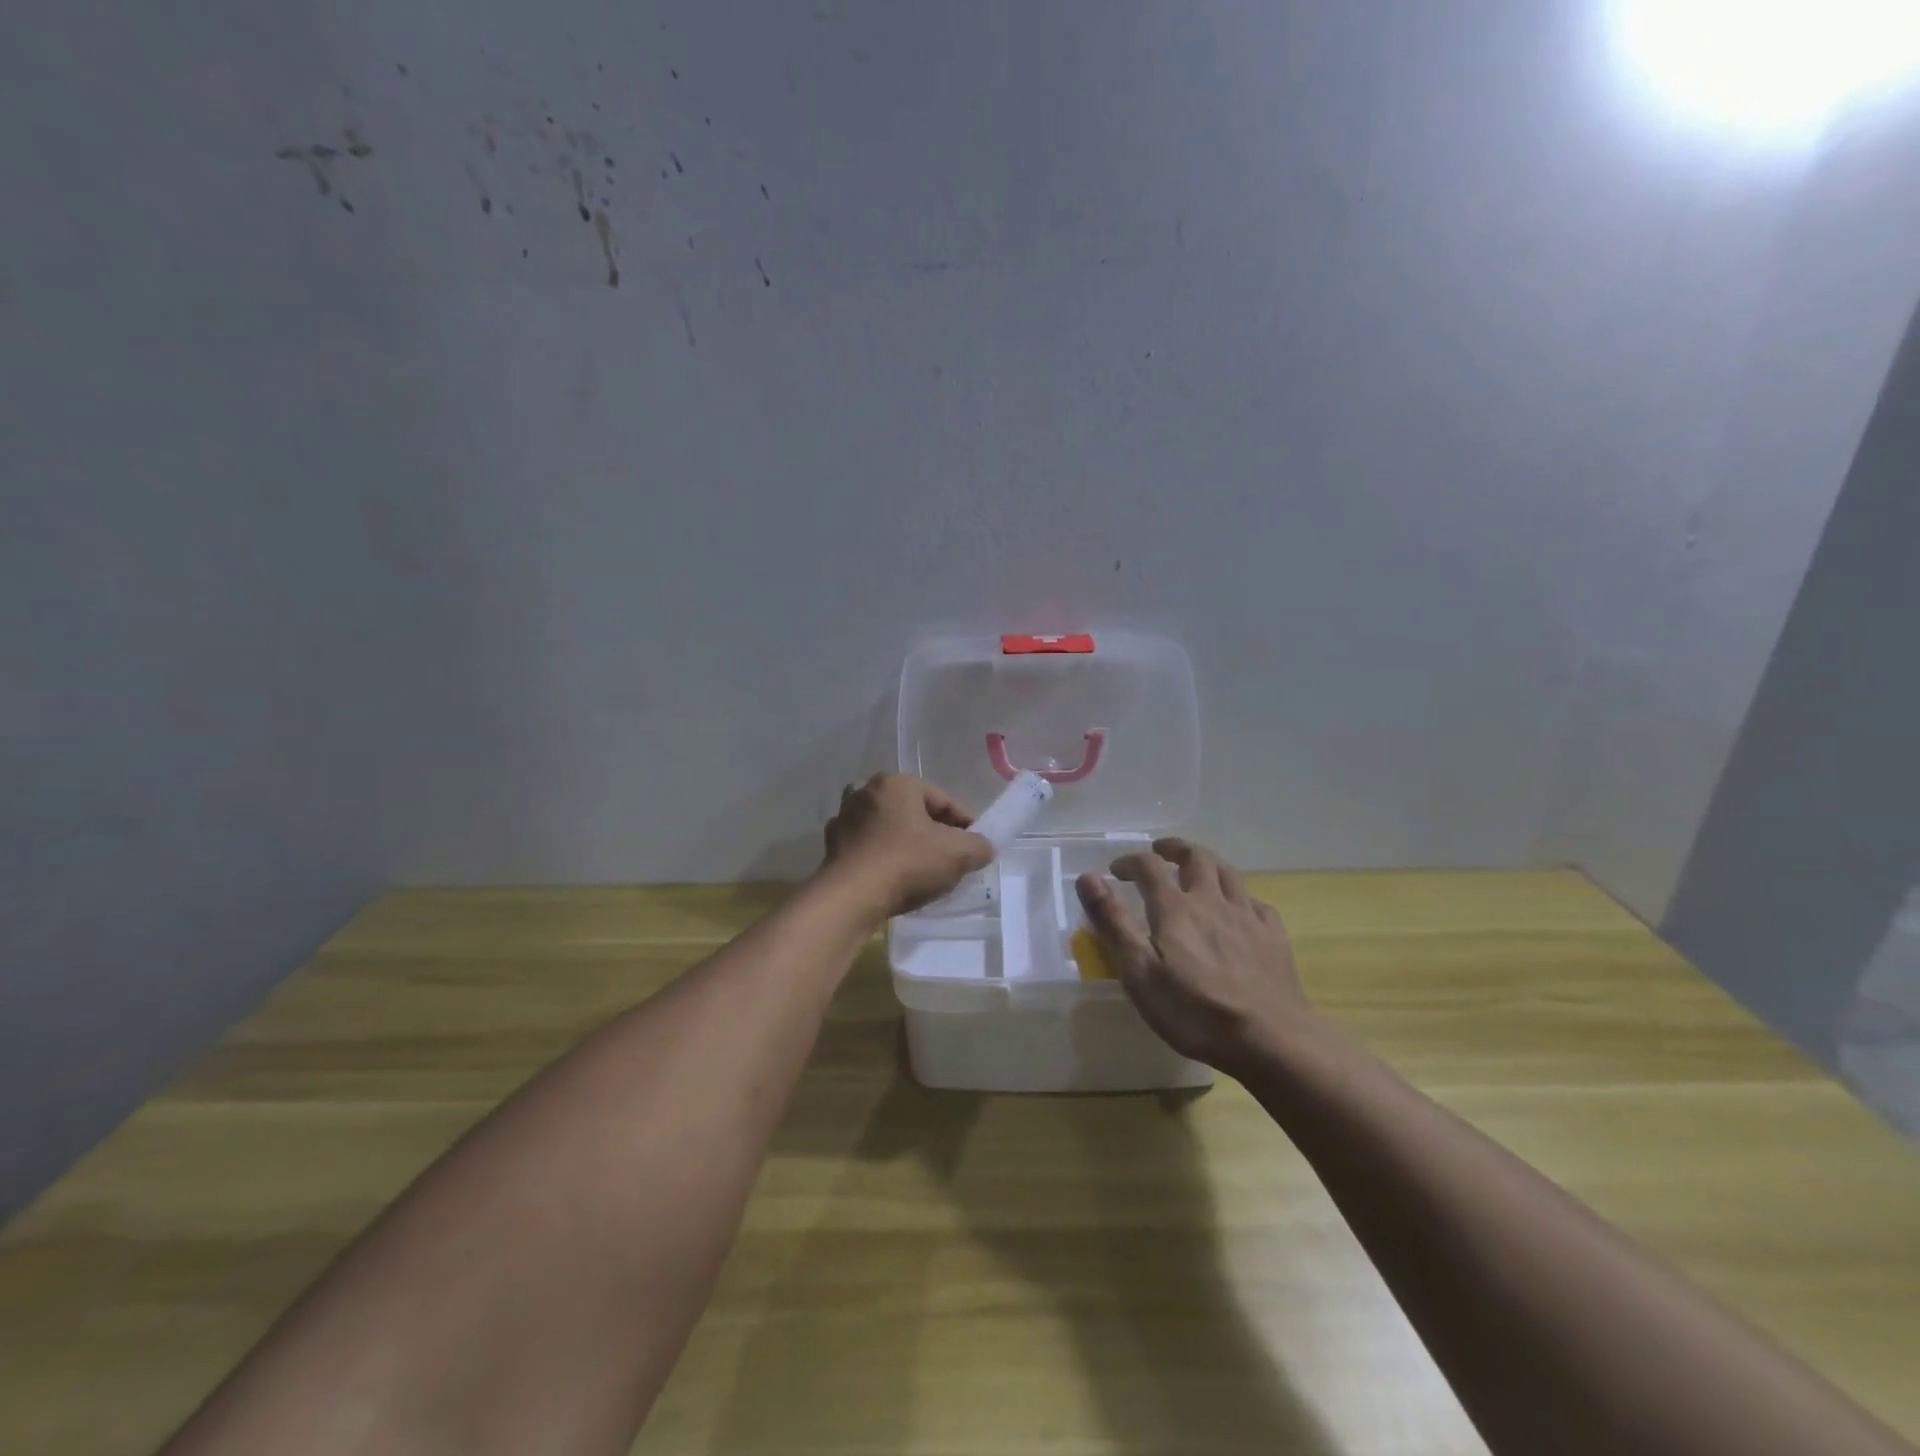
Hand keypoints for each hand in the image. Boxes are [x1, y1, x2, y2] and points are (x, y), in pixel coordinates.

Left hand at [820, 773, 993, 919]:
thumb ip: (979, 846)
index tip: (975, 849)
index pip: (944, 802)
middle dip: (933, 833)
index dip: (965, 826)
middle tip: (949, 860)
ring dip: (904, 842)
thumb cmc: (907, 863)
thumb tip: (983, 848)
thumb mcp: (958, 854)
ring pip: (888, 828)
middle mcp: (867, 790)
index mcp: (898, 783)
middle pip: (914, 812)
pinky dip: (880, 856)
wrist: (851, 897)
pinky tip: (890, 876)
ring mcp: (845, 816)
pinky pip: (867, 846)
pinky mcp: (832, 844)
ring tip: (919, 869)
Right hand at [1076, 838, 1310, 1074]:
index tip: (1115, 871)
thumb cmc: (1195, 1011)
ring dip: (1208, 863)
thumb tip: (1088, 878)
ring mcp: (1247, 917)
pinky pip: (1257, 904)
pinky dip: (1241, 898)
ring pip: (1229, 873)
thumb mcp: (1139, 972)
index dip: (1129, 862)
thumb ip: (1113, 922)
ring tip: (1197, 868)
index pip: (1148, 866)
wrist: (1270, 1040)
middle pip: (1196, 857)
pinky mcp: (1274, 938)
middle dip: (1174, 849)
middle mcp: (1212, 901)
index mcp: (1175, 908)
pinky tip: (1239, 910)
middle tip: (1160, 853)